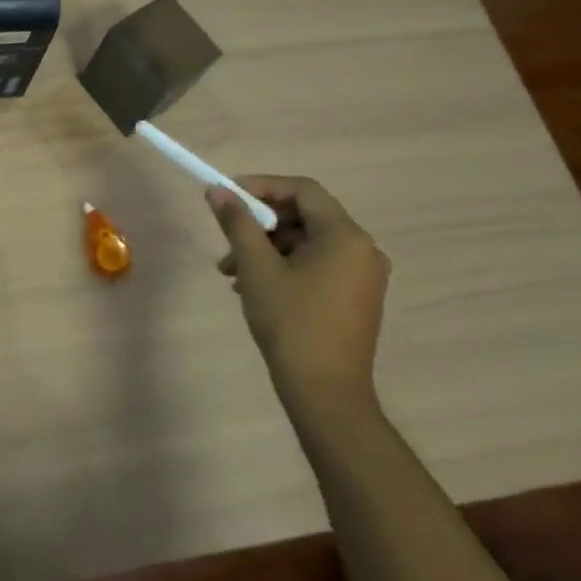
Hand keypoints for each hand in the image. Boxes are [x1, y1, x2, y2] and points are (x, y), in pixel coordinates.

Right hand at [207, 176, 390, 415]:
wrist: (326, 394)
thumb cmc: (291, 323)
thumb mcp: (257, 268)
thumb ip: (237, 223)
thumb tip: (217, 190)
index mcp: (345, 236)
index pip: (302, 190)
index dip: (262, 186)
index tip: (228, 196)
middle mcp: (362, 249)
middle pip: (305, 215)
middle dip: (260, 224)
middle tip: (227, 239)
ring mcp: (363, 276)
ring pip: (307, 243)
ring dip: (267, 248)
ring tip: (231, 273)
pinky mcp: (356, 298)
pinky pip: (317, 265)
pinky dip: (285, 266)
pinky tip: (254, 287)